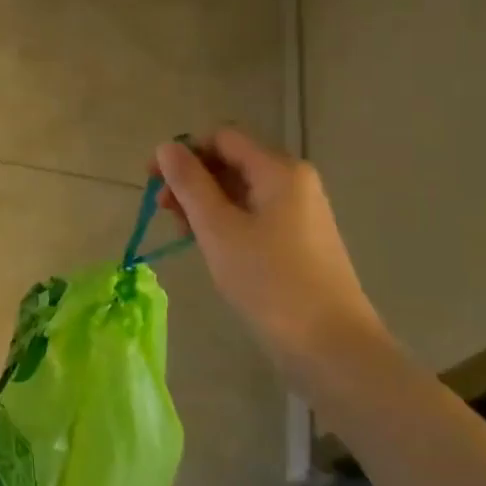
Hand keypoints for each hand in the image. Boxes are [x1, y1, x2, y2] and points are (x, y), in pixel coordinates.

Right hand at [153, 128, 388, 364]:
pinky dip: (226, 222)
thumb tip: (165, 147)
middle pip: (231, 162)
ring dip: (204, 203)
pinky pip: (254, 215)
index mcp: (279, 170)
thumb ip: (189, 183)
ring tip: (181, 233)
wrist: (332, 346)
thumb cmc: (269, 281)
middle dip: (191, 180)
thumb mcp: (218, 229)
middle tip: (162, 211)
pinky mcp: (299, 240)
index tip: (153, 182)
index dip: (183, 152)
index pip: (221, 138)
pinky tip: (209, 246)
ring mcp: (300, 212)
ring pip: (240, 191)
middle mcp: (294, 182)